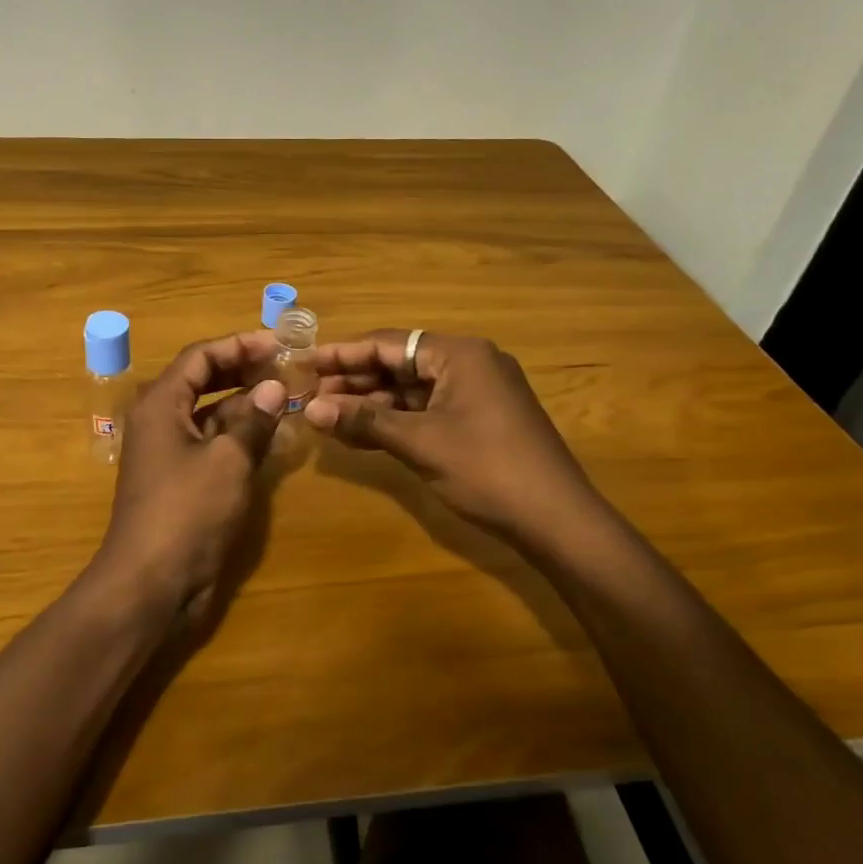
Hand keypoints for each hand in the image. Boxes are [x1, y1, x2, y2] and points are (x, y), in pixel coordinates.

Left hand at [94, 330, 285, 624]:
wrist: (151, 583)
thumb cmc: (187, 512)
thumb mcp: (228, 460)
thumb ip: (254, 420)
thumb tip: (275, 387)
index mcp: (161, 404)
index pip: (201, 356)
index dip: (239, 345)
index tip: (279, 344)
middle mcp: (160, 420)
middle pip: (202, 379)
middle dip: (243, 369)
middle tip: (285, 366)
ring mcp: (169, 452)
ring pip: (209, 412)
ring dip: (244, 402)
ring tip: (286, 395)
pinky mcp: (180, 480)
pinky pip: (211, 442)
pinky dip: (238, 433)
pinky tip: (270, 434)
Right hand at [305, 330, 605, 548]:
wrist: (557, 520)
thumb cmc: (487, 469)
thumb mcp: (420, 442)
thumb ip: (365, 420)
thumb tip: (311, 409)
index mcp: (459, 354)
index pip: (389, 343)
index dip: (344, 354)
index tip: (305, 363)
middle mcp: (469, 363)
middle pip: (400, 363)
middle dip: (355, 381)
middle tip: (311, 396)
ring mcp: (477, 392)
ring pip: (412, 389)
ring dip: (373, 402)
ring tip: (328, 415)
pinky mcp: (480, 419)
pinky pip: (428, 409)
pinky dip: (396, 420)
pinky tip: (363, 433)